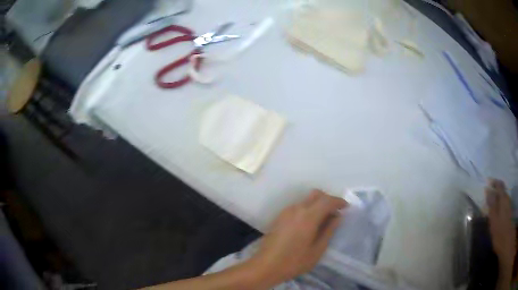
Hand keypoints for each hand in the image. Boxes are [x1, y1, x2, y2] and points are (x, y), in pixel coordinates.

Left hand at [248, 190, 346, 285]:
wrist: (265, 266)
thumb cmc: (294, 261)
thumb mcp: (317, 249)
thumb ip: (329, 231)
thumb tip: (337, 217)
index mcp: (308, 216)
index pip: (327, 201)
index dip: (339, 202)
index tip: (346, 207)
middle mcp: (297, 209)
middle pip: (316, 195)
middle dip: (328, 200)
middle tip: (336, 212)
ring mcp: (286, 212)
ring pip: (306, 200)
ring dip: (318, 204)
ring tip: (324, 220)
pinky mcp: (279, 217)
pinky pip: (298, 206)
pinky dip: (308, 209)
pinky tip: (310, 224)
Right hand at [486, 179, 515, 269]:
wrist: (505, 238)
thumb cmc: (499, 230)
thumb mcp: (494, 220)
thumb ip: (492, 205)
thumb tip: (488, 191)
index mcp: (503, 198)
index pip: (499, 185)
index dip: (494, 183)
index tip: (488, 184)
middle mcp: (506, 198)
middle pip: (502, 190)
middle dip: (495, 192)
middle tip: (488, 198)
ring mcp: (508, 205)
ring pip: (503, 198)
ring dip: (497, 199)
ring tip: (492, 207)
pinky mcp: (508, 211)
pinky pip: (504, 204)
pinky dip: (500, 206)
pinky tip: (497, 214)